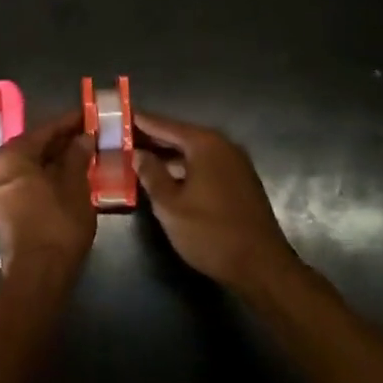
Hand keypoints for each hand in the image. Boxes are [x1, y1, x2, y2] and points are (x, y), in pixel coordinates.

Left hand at [0, 112, 96, 281]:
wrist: (38, 274)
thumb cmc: (57, 223)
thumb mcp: (74, 186)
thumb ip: (77, 157)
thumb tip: (83, 137)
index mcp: (13, 156)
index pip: (45, 130)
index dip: (70, 122)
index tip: (89, 114)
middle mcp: (0, 169)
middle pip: (36, 147)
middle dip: (62, 142)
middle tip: (89, 134)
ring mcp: (0, 191)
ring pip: (33, 166)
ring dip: (56, 160)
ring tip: (84, 154)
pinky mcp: (7, 210)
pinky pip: (29, 182)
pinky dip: (48, 177)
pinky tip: (70, 177)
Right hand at [133, 111, 299, 294]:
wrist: (261, 266)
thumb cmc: (210, 232)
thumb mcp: (170, 205)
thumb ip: (152, 174)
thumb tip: (139, 154)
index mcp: (205, 144)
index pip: (165, 125)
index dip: (142, 121)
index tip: (121, 115)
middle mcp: (223, 146)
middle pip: (181, 136)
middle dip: (154, 138)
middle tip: (125, 137)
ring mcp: (236, 164)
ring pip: (195, 152)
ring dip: (169, 155)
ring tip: (141, 157)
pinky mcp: (241, 182)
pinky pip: (206, 165)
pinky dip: (186, 167)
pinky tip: (169, 177)